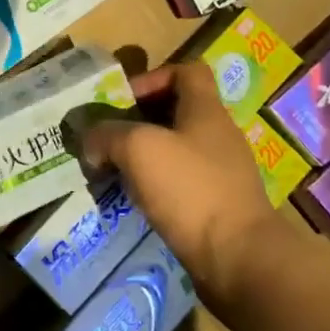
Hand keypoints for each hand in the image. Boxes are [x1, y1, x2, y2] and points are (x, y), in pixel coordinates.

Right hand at [74, 61, 314, 315]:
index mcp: (206, 110)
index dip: (154, 76)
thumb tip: (91, 142)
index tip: (125, 100)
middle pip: (177, 111)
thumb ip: (107, 135)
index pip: (187, 71)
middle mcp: (218, 135)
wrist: (238, 258)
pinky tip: (136, 200)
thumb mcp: (138, 148)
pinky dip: (156, 185)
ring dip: (144, 156)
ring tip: (114, 171)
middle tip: (108, 138)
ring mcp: (221, 172)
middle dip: (139, 121)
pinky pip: (182, 183)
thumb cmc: (190, 189)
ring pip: (176, 149)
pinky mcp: (219, 205)